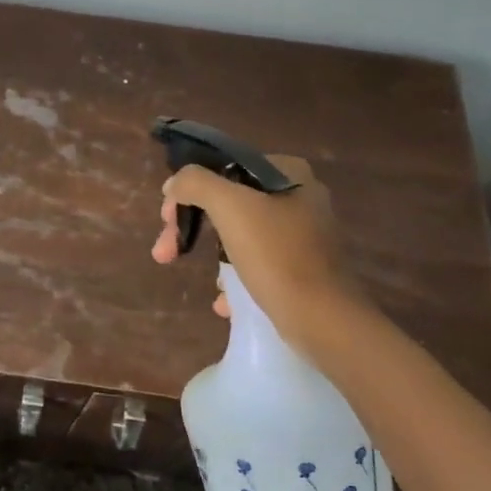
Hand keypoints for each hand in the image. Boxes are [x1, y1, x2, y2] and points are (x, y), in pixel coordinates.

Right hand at [149, 154, 370, 341]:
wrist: (325, 322)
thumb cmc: (277, 256)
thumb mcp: (230, 207)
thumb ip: (196, 183)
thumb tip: (174, 183)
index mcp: (290, 174)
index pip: (225, 168)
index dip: (190, 190)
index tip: (169, 218)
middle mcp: (302, 199)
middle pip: (230, 203)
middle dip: (194, 228)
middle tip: (166, 252)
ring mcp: (305, 236)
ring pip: (242, 235)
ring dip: (216, 258)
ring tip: (209, 285)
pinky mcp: (305, 269)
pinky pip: (259, 264)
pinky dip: (238, 279)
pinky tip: (227, 301)